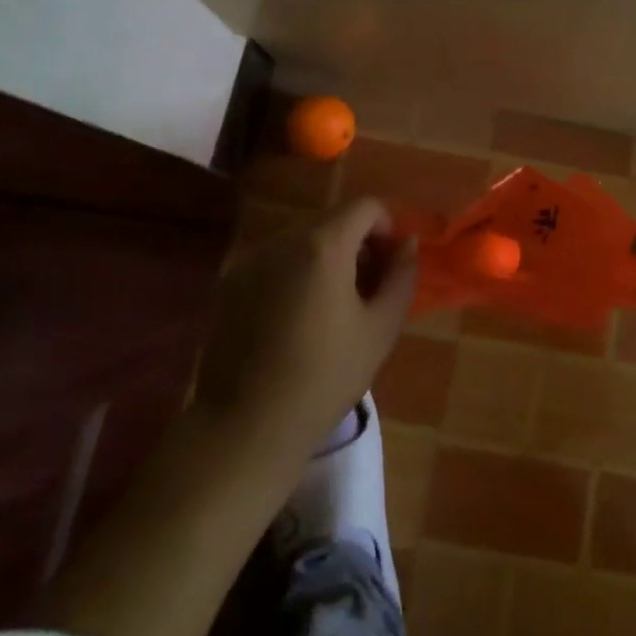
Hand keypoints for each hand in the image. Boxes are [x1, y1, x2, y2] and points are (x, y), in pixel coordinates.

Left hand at [196, 198, 418, 456]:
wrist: (246, 428)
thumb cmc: (325, 378)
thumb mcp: (381, 329)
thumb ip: (402, 277)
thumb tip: (407, 244)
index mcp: (323, 246)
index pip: (365, 207)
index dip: (386, 227)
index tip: (390, 265)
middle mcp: (283, 240)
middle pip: (332, 221)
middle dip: (357, 244)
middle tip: (367, 289)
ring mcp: (250, 261)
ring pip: (302, 240)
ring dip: (325, 258)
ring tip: (330, 308)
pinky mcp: (229, 284)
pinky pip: (274, 262)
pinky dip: (294, 274)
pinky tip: (295, 320)